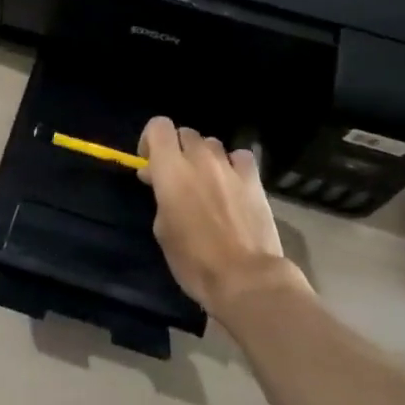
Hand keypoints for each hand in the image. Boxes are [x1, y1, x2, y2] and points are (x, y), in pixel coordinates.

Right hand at [138, 117, 304, 317]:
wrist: (245, 278)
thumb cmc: (194, 260)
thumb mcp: (162, 230)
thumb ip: (160, 195)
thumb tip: (158, 179)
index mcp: (171, 170)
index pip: (158, 126)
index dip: (151, 140)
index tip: (151, 163)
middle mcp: (199, 159)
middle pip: (185, 133)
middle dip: (178, 150)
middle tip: (178, 177)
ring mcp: (229, 167)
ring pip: (212, 143)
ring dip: (204, 157)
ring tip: (207, 181)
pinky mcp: (253, 179)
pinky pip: (240, 157)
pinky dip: (233, 164)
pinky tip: (232, 182)